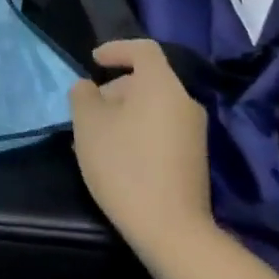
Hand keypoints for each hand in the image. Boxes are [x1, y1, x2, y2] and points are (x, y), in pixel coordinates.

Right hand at [70, 39, 216, 252]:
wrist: (171, 229)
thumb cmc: (124, 164)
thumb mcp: (88, 124)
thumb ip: (83, 95)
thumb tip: (89, 88)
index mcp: (161, 85)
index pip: (143, 49)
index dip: (116, 49)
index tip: (94, 61)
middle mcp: (184, 101)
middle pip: (148, 80)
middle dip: (116, 88)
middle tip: (89, 109)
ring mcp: (194, 132)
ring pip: (154, 107)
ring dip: (125, 113)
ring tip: (98, 136)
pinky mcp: (195, 159)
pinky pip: (162, 129)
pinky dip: (139, 131)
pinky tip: (118, 156)